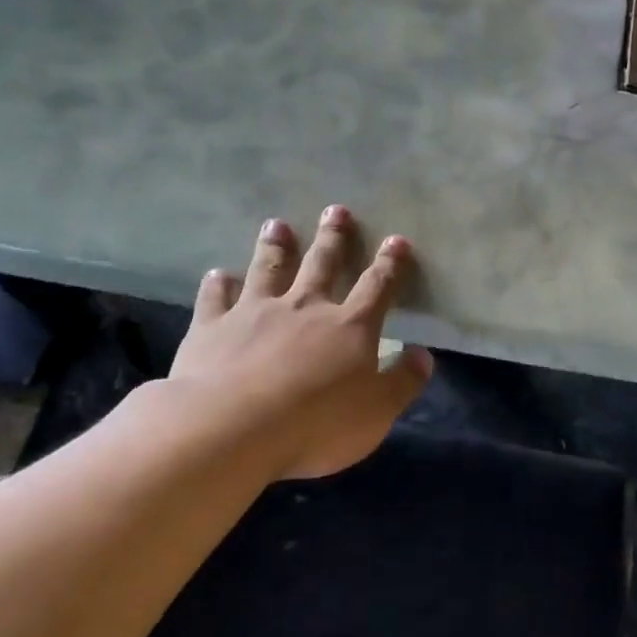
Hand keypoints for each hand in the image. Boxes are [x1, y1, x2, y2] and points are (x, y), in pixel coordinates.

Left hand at [167, 205, 433, 479]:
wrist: (232, 426)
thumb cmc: (316, 424)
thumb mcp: (377, 412)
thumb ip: (402, 382)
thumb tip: (423, 355)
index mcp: (349, 327)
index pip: (377, 287)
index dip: (390, 264)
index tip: (396, 240)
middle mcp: (304, 307)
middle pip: (322, 264)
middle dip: (333, 238)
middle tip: (336, 210)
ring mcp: (255, 312)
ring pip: (269, 269)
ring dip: (276, 246)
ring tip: (278, 224)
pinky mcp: (213, 327)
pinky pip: (216, 297)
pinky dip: (218, 284)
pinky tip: (218, 274)